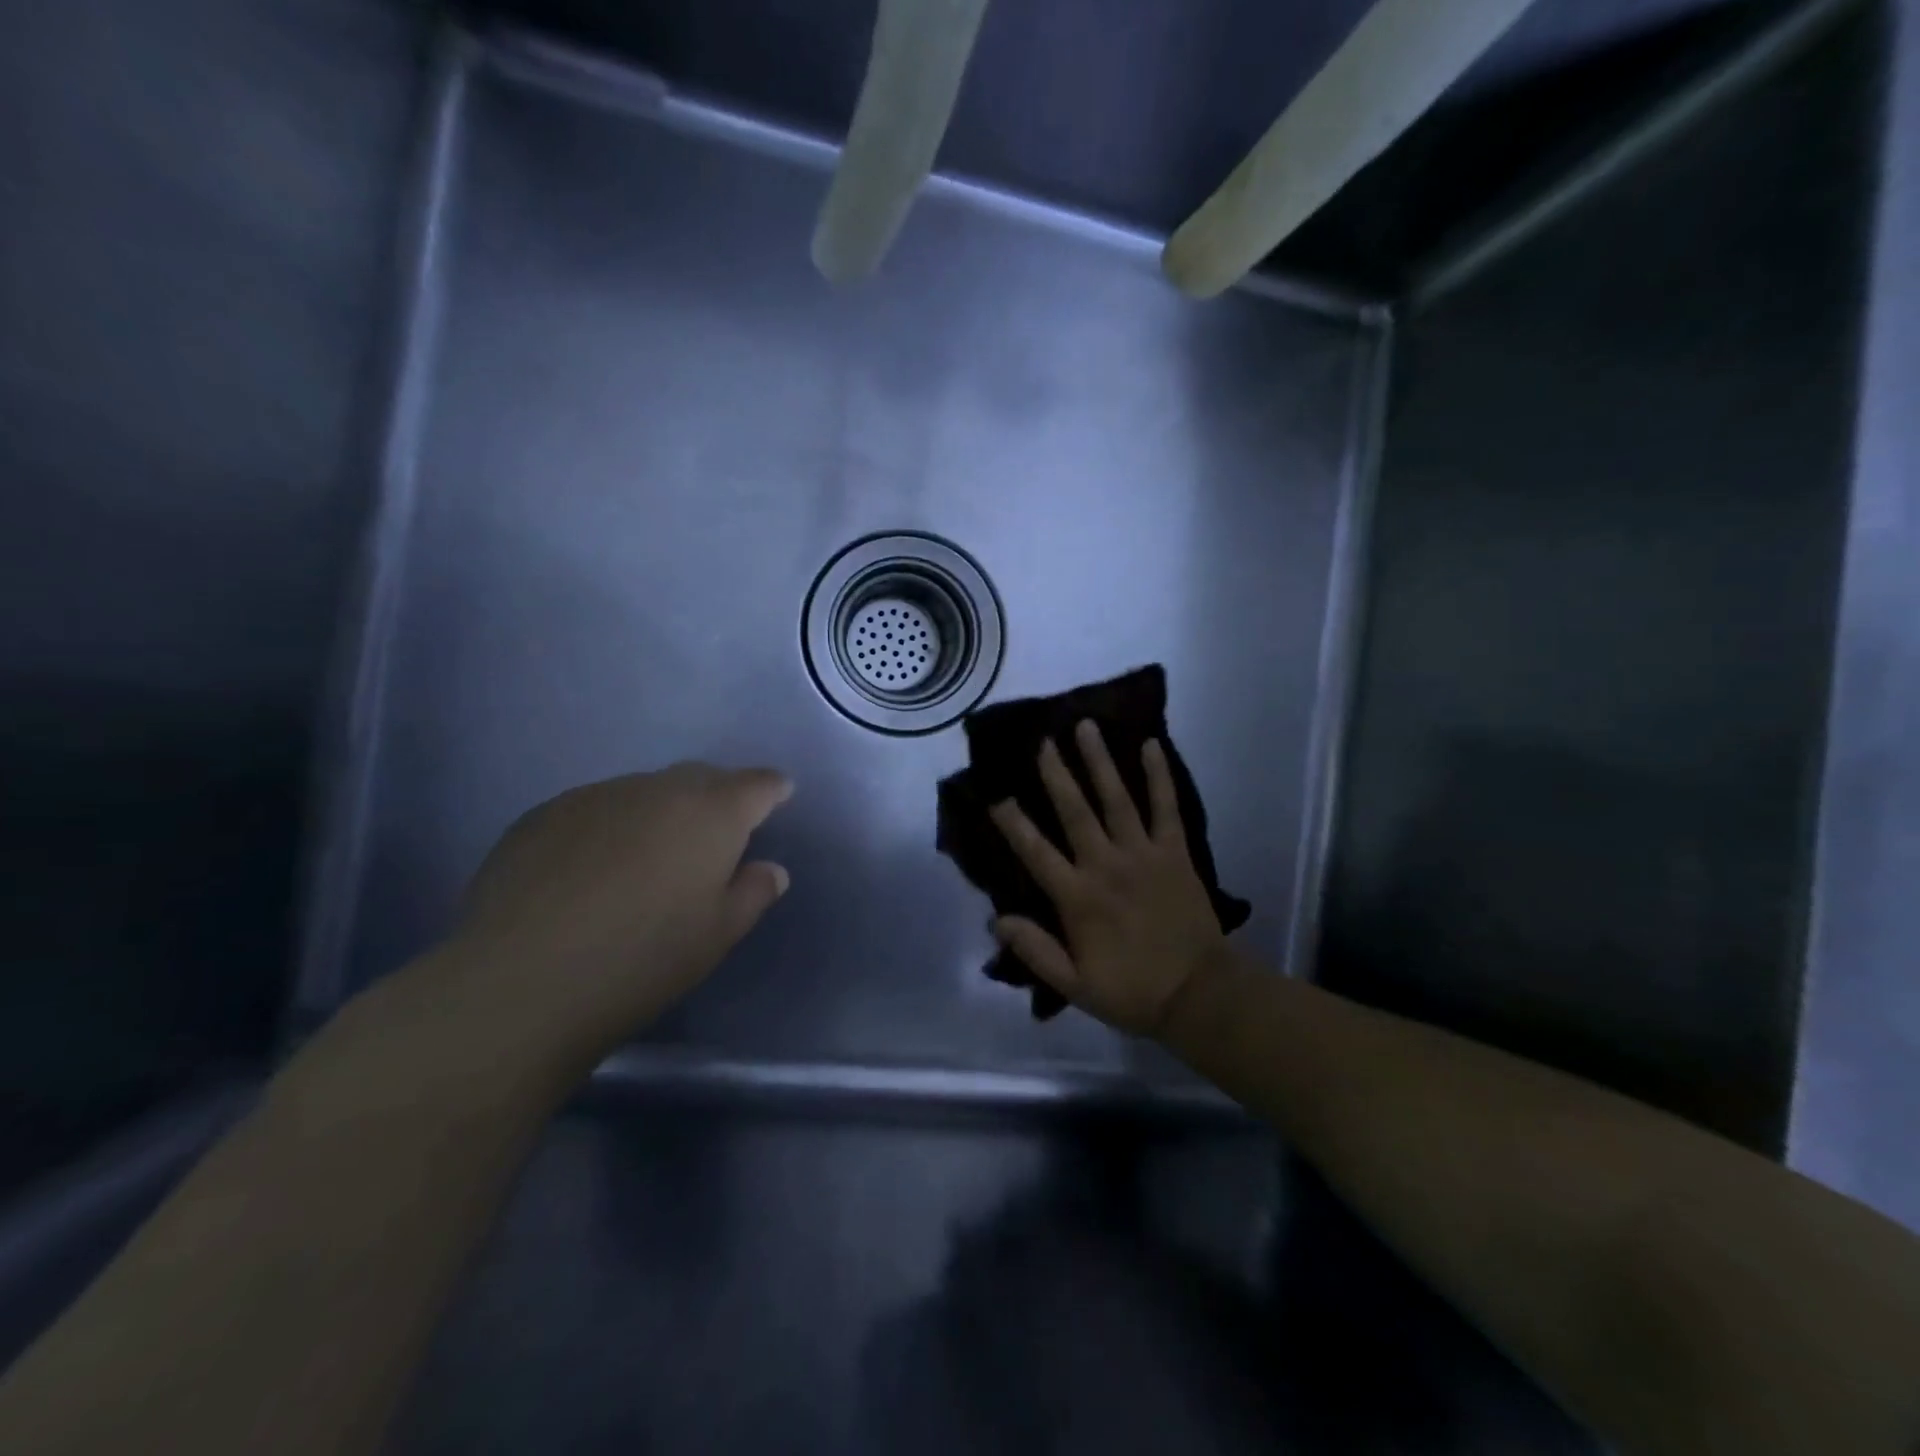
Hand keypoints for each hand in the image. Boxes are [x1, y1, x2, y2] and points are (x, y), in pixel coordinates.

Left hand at [438, 764, 792, 1063]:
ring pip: (645, 790)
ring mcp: (596, 796)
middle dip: (718, 795)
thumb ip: (753, 893)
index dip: (772, 789)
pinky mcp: (544, 814)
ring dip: (660, 811)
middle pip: (701, 778)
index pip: (757, 784)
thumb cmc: (642, 960)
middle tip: (718, 832)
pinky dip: (611, 825)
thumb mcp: (717, 935)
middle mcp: (657, 789)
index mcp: (712, 814)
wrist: (520, 982)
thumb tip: (770, 870)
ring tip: (649, 855)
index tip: (779, 796)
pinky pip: (596, 808)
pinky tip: (593, 867)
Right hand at [989, 722, 1228, 1037]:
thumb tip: (996, 919)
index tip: (996, 795)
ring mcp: (1144, 854)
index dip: (1013, 824)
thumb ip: (1035, 950)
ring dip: (1100, 761)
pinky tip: (1151, 745)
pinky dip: (1159, 776)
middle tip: (1043, 741)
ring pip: (1117, 799)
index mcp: (1077, 897)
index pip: (1036, 853)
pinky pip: (1167, 807)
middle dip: (1056, 774)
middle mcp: (1106, 865)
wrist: (1199, 994)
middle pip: (1075, 811)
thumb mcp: (1074, 984)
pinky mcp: (1175, 852)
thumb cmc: (1132, 990)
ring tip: (1086, 727)